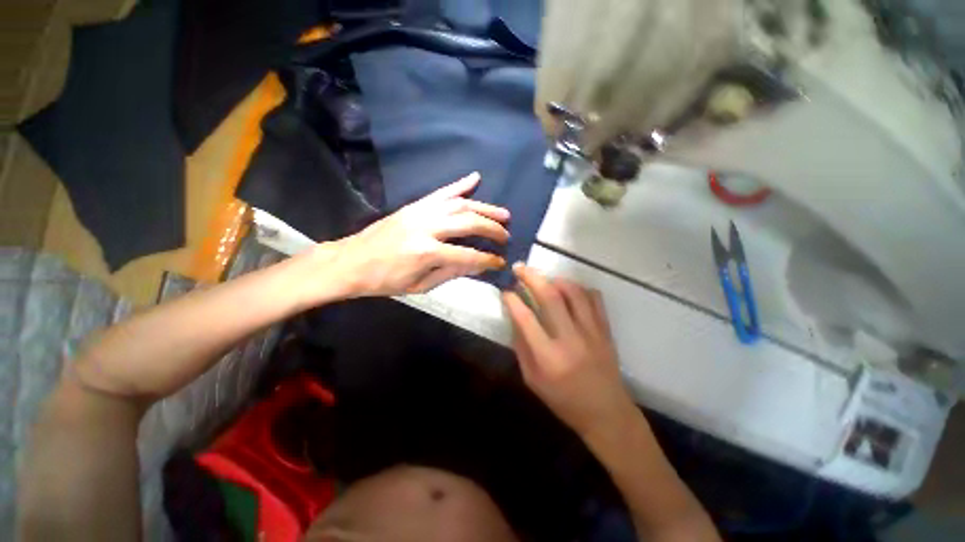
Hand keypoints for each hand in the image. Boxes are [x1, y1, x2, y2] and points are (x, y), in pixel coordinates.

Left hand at [329, 172, 509, 296]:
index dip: (488, 259)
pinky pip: (441, 192)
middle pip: (468, 222)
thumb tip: (478, 266)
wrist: (351, 262)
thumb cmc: (385, 281)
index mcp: (426, 253)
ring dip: (484, 207)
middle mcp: (426, 227)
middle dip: (492, 229)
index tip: (500, 262)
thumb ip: (451, 272)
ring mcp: (420, 212)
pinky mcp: (414, 205)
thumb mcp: (420, 286)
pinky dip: (460, 185)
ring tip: (503, 214)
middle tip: (506, 235)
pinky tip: (475, 178)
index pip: (468, 255)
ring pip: (459, 204)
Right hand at [502, 264, 636, 436]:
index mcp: (548, 357)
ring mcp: (592, 332)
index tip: (506, 290)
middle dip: (531, 277)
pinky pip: (594, 299)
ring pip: (574, 292)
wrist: (606, 413)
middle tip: (520, 268)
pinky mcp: (605, 330)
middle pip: (550, 297)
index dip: (512, 300)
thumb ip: (521, 347)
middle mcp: (570, 339)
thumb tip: (515, 318)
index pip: (526, 318)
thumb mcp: (532, 380)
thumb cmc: (564, 401)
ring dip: (555, 279)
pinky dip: (580, 289)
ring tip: (545, 279)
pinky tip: (570, 291)